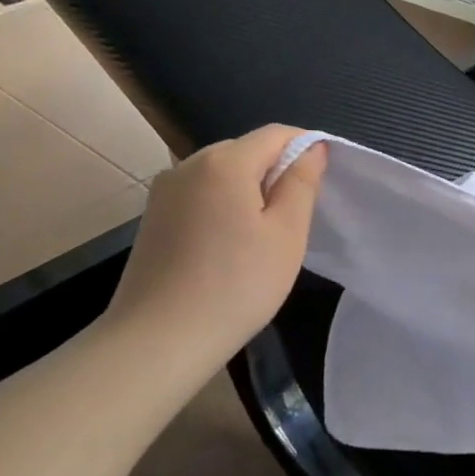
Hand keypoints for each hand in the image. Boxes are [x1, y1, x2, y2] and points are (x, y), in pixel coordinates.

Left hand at [105, 125, 326, 369]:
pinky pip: (199, 194)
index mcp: (225, 162)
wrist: (158, 342)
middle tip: (294, 219)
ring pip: (222, 173)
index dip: (305, 148)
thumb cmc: (236, 287)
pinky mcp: (153, 216)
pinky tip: (228, 247)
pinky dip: (222, 206)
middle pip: (246, 150)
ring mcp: (165, 190)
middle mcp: (188, 164)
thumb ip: (302, 183)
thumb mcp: (286, 235)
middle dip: (275, 171)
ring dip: (248, 191)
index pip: (276, 133)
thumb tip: (312, 148)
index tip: (321, 183)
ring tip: (261, 237)